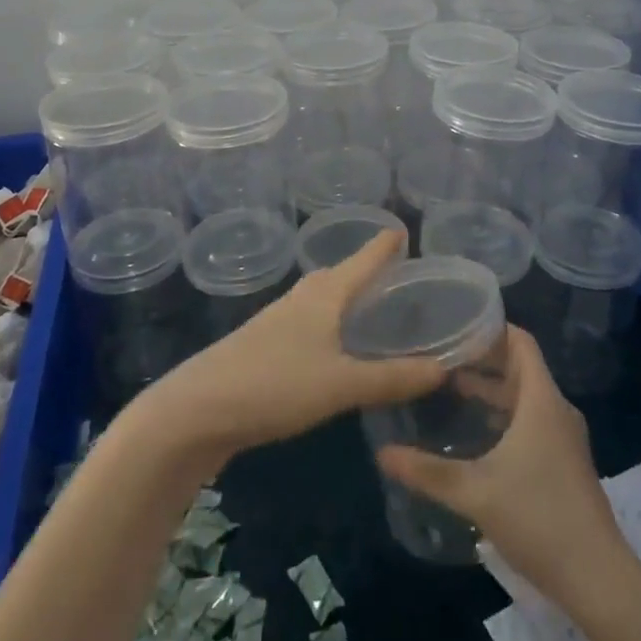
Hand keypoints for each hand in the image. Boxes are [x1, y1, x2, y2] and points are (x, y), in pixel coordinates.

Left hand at [141, 230, 442, 460]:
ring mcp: (276, 323)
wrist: (197, 410)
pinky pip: (307, 324)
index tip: (401, 230)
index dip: (383, 246)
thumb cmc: (275, 384)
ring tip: (367, 307)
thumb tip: (443, 368)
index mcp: (323, 296)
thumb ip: (391, 378)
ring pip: (319, 300)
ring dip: (344, 297)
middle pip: (338, 275)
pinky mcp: (262, 348)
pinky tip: (331, 346)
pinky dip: (328, 324)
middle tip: (393, 273)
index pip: (361, 260)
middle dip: (364, 270)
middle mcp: (300, 300)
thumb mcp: (341, 384)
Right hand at [377, 326, 623, 611]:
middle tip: (442, 356)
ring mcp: (564, 438)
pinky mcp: (564, 462)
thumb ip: (427, 471)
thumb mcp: (475, 492)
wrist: (598, 579)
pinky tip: (477, 434)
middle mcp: (556, 410)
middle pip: (521, 367)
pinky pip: (532, 421)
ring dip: (493, 390)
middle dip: (484, 359)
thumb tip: (382, 452)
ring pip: (526, 397)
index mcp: (542, 401)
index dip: (492, 328)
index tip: (455, 324)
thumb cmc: (538, 519)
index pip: (521, 342)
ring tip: (451, 389)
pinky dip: (505, 415)